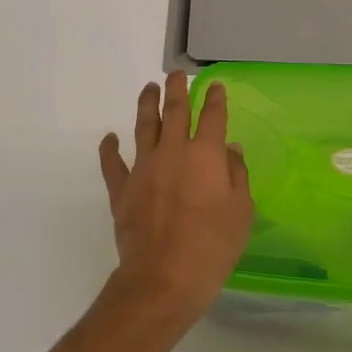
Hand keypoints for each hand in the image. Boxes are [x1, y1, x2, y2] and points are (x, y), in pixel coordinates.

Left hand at [97, 72, 254, 332]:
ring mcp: (144, 167)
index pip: (212, 116)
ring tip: (149, 88)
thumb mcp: (241, 213)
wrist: (163, 277)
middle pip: (175, 111)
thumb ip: (237, 176)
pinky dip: (110, 148)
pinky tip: (110, 138)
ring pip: (144, 126)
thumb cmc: (212, 246)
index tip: (214, 85)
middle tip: (176, 75)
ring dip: (147, 104)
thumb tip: (230, 149)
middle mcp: (173, 152)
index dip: (214, 98)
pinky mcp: (122, 188)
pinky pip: (112, 163)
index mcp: (206, 155)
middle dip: (177, 89)